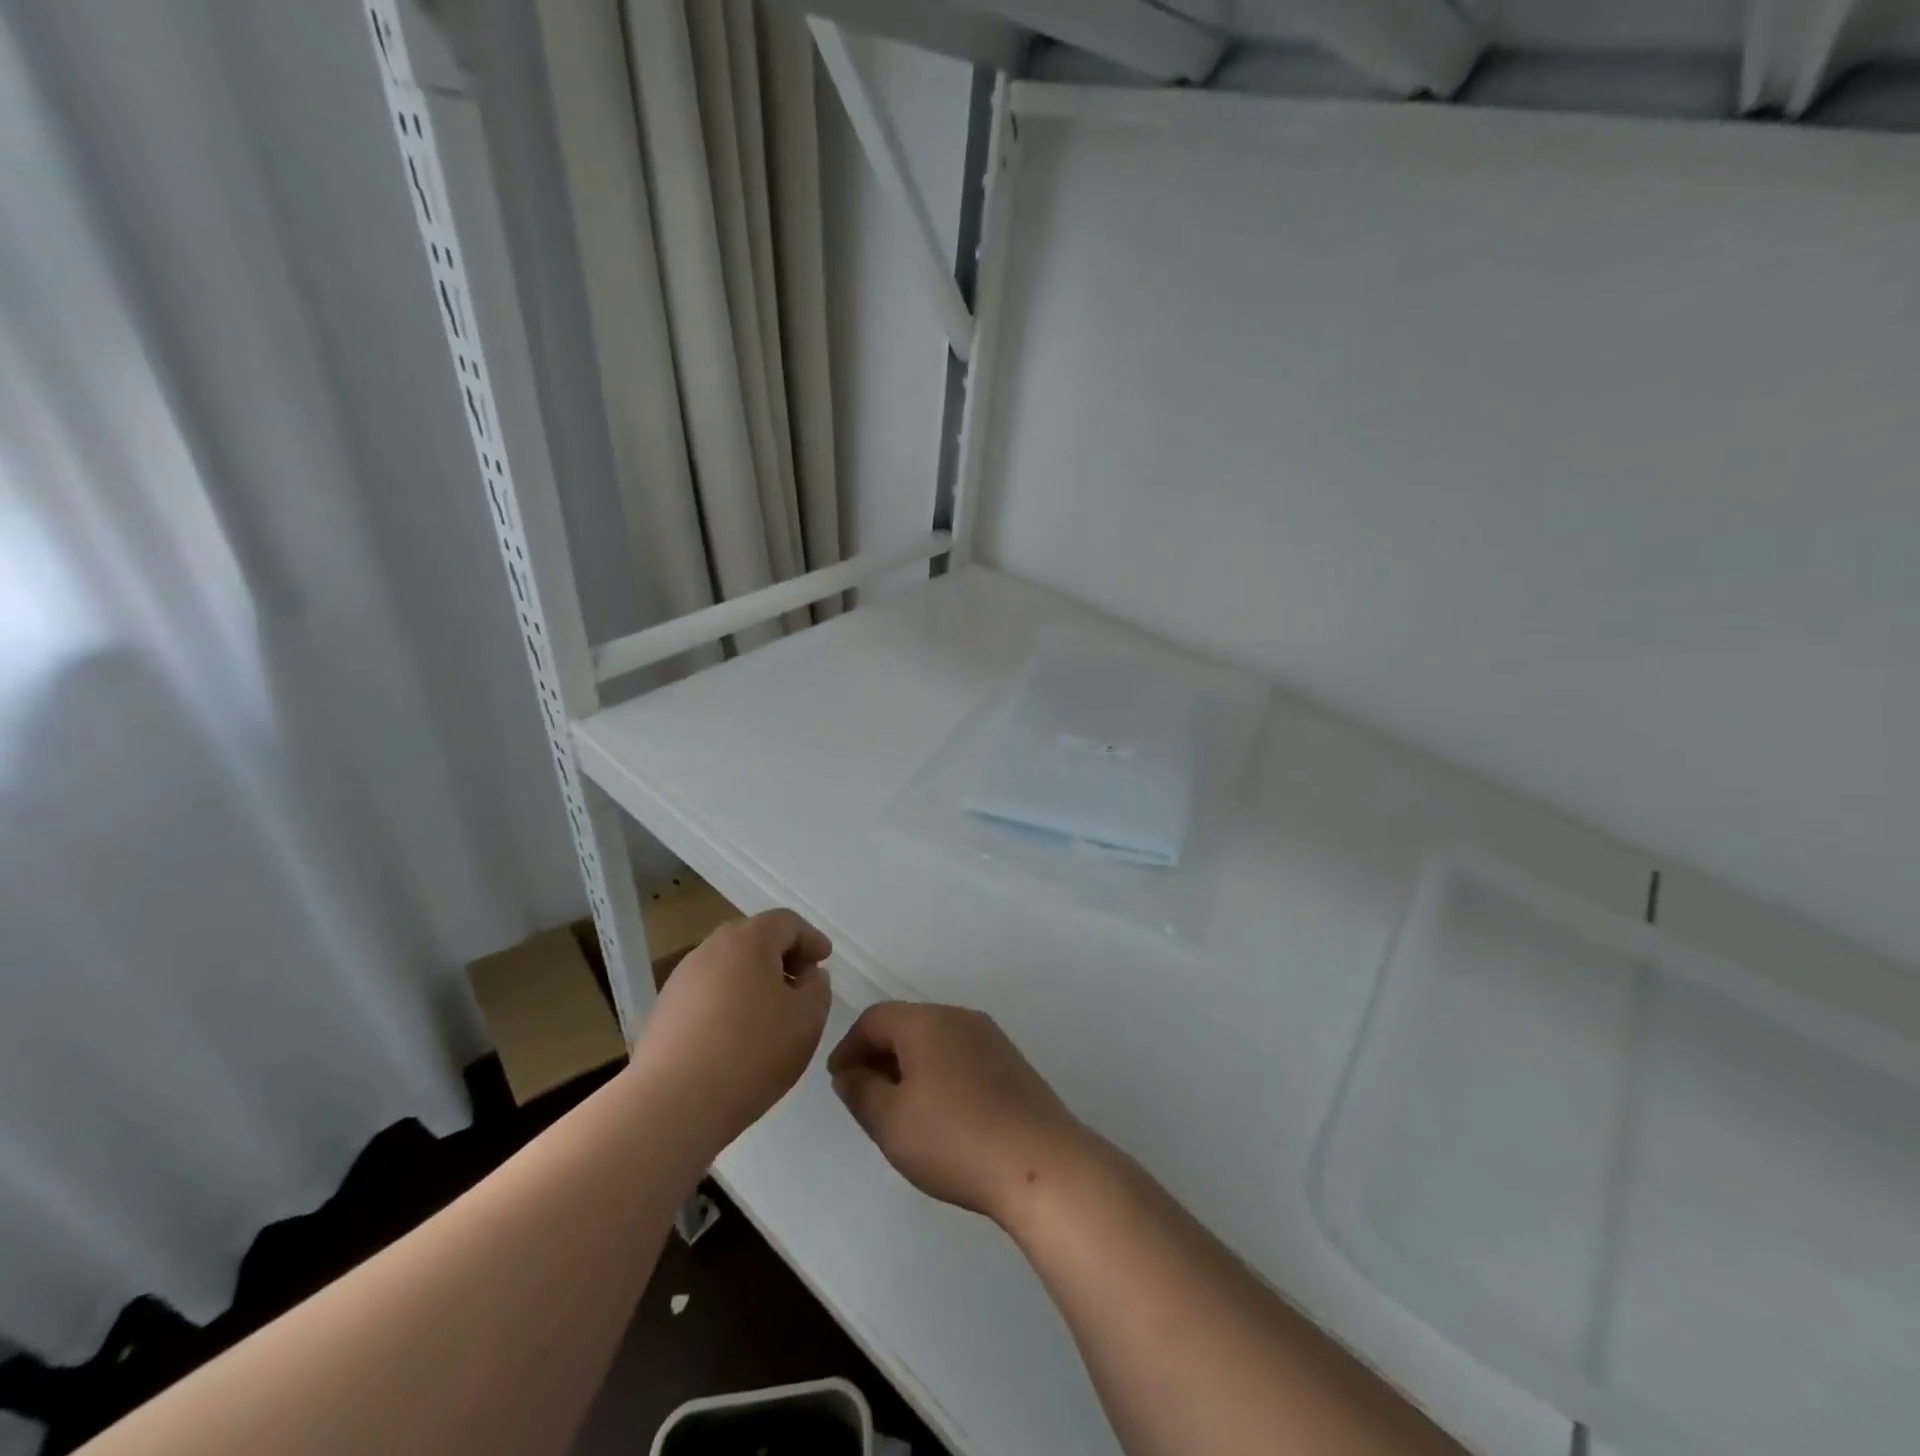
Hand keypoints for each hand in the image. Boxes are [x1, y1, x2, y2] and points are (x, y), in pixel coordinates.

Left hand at [633, 909, 832, 1150]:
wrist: (672, 1104)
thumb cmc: (752, 1051)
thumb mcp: (808, 1019)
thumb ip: (818, 988)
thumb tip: (808, 976)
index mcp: (749, 940)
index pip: (787, 923)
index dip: (811, 939)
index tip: (825, 961)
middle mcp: (711, 948)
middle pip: (754, 939)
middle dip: (782, 957)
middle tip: (801, 984)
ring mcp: (682, 979)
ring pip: (728, 967)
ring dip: (753, 980)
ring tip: (770, 1014)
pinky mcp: (664, 1011)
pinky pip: (707, 993)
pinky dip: (729, 1002)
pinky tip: (738, 1036)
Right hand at [828, 1003, 1094, 1225]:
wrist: (1040, 1162)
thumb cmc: (954, 1138)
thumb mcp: (890, 1121)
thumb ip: (861, 1091)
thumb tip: (849, 1072)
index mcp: (926, 1021)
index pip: (874, 1019)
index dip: (849, 1047)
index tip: (838, 1082)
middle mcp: (959, 1017)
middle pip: (907, 1025)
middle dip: (879, 1056)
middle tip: (864, 1097)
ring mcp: (990, 1038)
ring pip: (936, 1041)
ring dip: (910, 1066)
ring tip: (899, 1109)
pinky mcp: (1011, 1063)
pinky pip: (961, 1056)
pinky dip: (939, 1075)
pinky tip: (940, 1114)